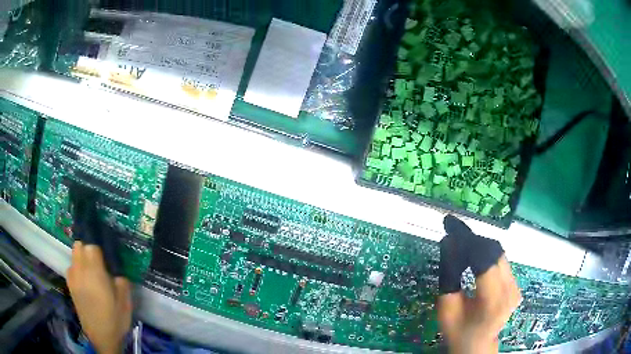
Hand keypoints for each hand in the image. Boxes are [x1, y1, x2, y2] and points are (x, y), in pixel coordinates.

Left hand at [67, 241, 131, 353]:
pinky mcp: (70, 285)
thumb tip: (116, 270)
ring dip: (81, 257)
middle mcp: (80, 270)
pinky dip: (77, 268)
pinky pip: (71, 267)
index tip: (107, 258)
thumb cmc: (115, 319)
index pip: (92, 246)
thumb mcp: (125, 300)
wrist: (102, 338)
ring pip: (73, 255)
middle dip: (88, 249)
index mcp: (95, 272)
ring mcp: (73, 278)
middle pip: (79, 245)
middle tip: (99, 262)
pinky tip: (84, 281)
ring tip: (91, 271)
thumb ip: (121, 280)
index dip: (100, 249)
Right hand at [437, 215, 521, 353]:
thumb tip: (448, 243)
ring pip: (499, 253)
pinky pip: (501, 260)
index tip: (449, 227)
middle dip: (472, 240)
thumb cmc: (459, 332)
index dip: (467, 241)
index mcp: (492, 301)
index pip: (484, 260)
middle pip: (494, 252)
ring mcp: (516, 286)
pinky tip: (474, 256)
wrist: (478, 345)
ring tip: (462, 244)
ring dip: (479, 245)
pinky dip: (486, 254)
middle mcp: (510, 290)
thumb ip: (449, 277)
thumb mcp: (447, 309)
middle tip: (453, 234)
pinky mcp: (516, 284)